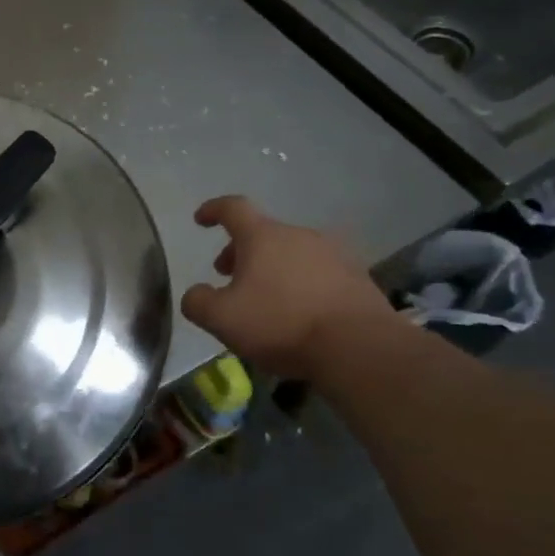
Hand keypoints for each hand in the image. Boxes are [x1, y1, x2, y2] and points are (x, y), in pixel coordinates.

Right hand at [179, 196, 395, 380]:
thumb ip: (197, 302)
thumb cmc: (280, 324)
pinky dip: (301, 284)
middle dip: (241, 252)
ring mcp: (333, 254)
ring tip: (265, 299)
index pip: (233, 208)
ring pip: (291, 253)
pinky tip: (298, 313)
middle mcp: (299, 235)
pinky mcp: (358, 277)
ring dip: (272, 268)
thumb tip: (196, 294)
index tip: (201, 219)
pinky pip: (318, 273)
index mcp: (263, 236)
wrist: (358, 346)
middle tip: (228, 277)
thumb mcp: (221, 319)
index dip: (213, 210)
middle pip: (263, 233)